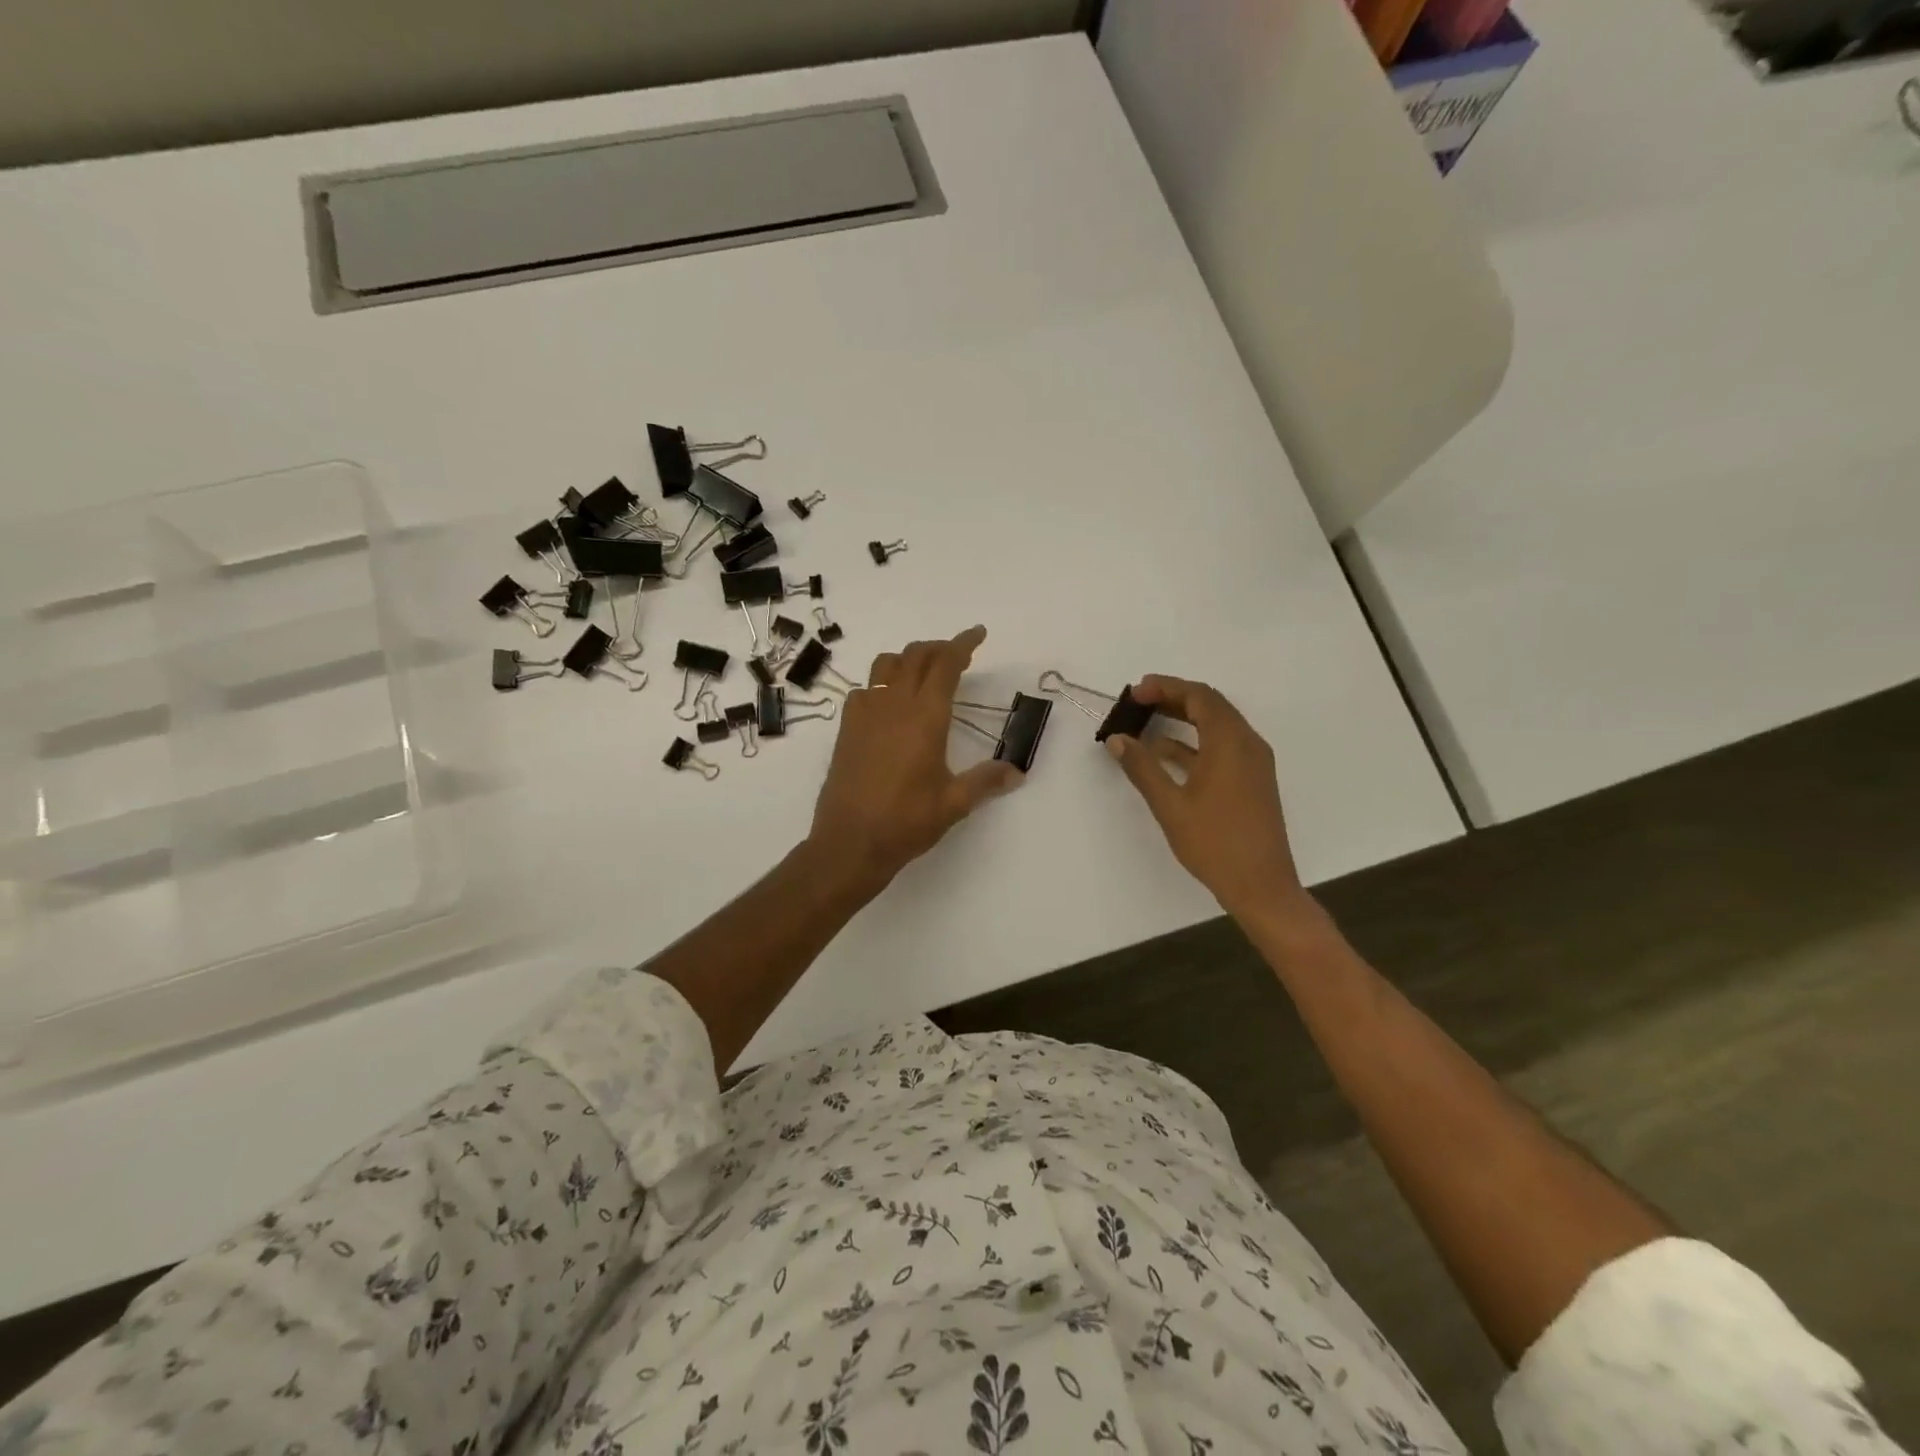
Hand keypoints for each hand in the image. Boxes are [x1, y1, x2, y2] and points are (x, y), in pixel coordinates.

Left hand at [809, 625, 1023, 887]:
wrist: (849, 842)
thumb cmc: (906, 822)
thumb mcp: (954, 803)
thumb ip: (986, 781)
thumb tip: (1016, 771)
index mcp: (925, 717)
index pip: (945, 664)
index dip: (963, 643)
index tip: (977, 633)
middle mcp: (893, 705)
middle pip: (916, 656)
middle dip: (939, 647)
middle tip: (957, 655)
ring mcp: (865, 714)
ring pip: (886, 665)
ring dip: (909, 659)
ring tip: (924, 672)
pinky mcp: (847, 728)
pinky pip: (865, 689)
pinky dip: (883, 683)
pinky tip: (890, 705)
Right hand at [1105, 675, 1312, 922]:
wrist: (1261, 886)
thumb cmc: (1214, 843)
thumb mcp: (1170, 805)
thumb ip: (1142, 767)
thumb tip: (1117, 739)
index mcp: (1230, 742)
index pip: (1199, 696)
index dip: (1166, 687)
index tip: (1135, 692)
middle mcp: (1247, 744)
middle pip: (1210, 705)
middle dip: (1174, 697)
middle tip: (1138, 701)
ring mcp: (1253, 762)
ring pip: (1217, 725)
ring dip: (1184, 718)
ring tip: (1146, 721)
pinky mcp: (1252, 780)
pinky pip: (1222, 746)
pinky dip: (1194, 742)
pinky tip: (1165, 753)